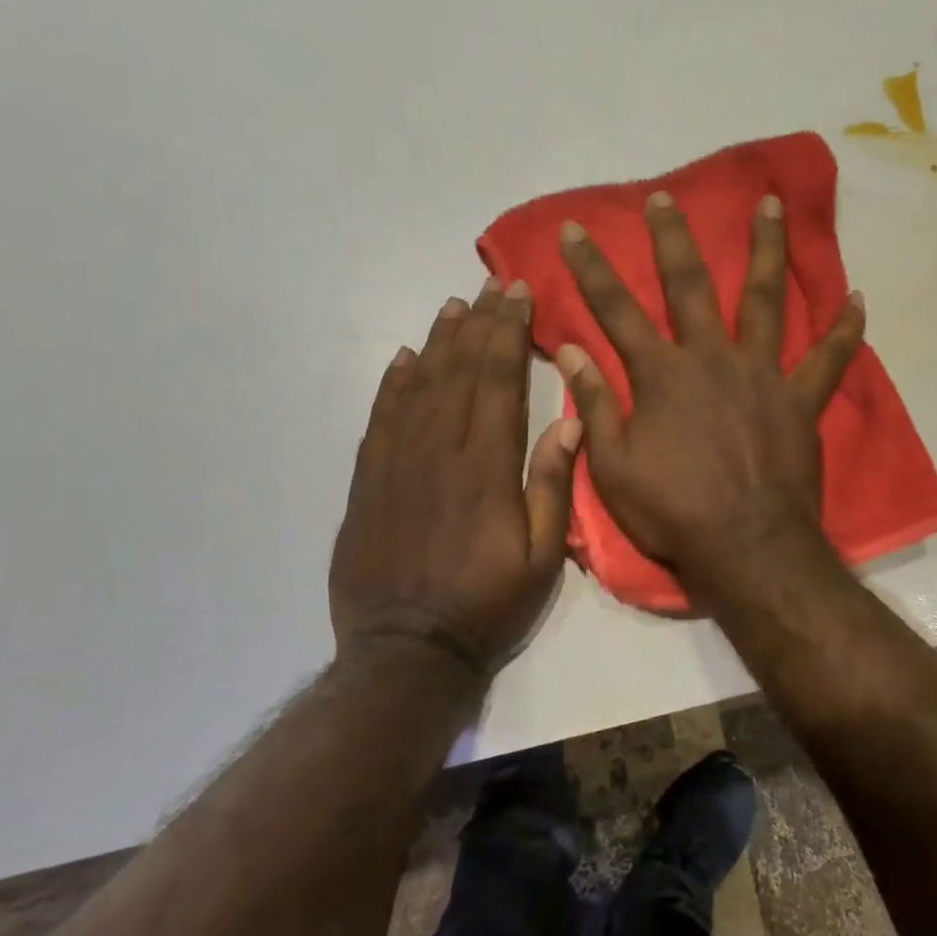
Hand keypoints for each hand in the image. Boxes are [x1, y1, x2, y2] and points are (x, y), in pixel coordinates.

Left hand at [330, 279, 580, 677]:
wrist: (408, 652)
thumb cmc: (487, 605)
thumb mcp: (542, 558)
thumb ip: (553, 488)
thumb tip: (568, 425)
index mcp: (486, 467)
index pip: (498, 381)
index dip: (508, 332)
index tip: (517, 293)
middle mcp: (438, 451)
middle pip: (458, 371)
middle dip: (478, 323)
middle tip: (490, 283)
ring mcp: (396, 464)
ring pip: (417, 386)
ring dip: (437, 342)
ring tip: (452, 306)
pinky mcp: (368, 483)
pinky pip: (379, 419)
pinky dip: (391, 384)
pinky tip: (402, 359)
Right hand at [555, 190, 863, 588]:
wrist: (746, 547)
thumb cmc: (673, 512)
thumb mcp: (614, 467)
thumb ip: (595, 404)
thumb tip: (570, 350)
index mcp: (662, 376)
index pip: (616, 310)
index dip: (591, 268)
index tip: (574, 229)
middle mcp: (712, 359)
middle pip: (689, 286)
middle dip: (673, 239)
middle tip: (665, 197)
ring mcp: (763, 375)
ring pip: (766, 300)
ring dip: (766, 250)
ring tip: (769, 205)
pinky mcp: (801, 400)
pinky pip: (829, 359)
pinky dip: (844, 328)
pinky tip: (857, 297)